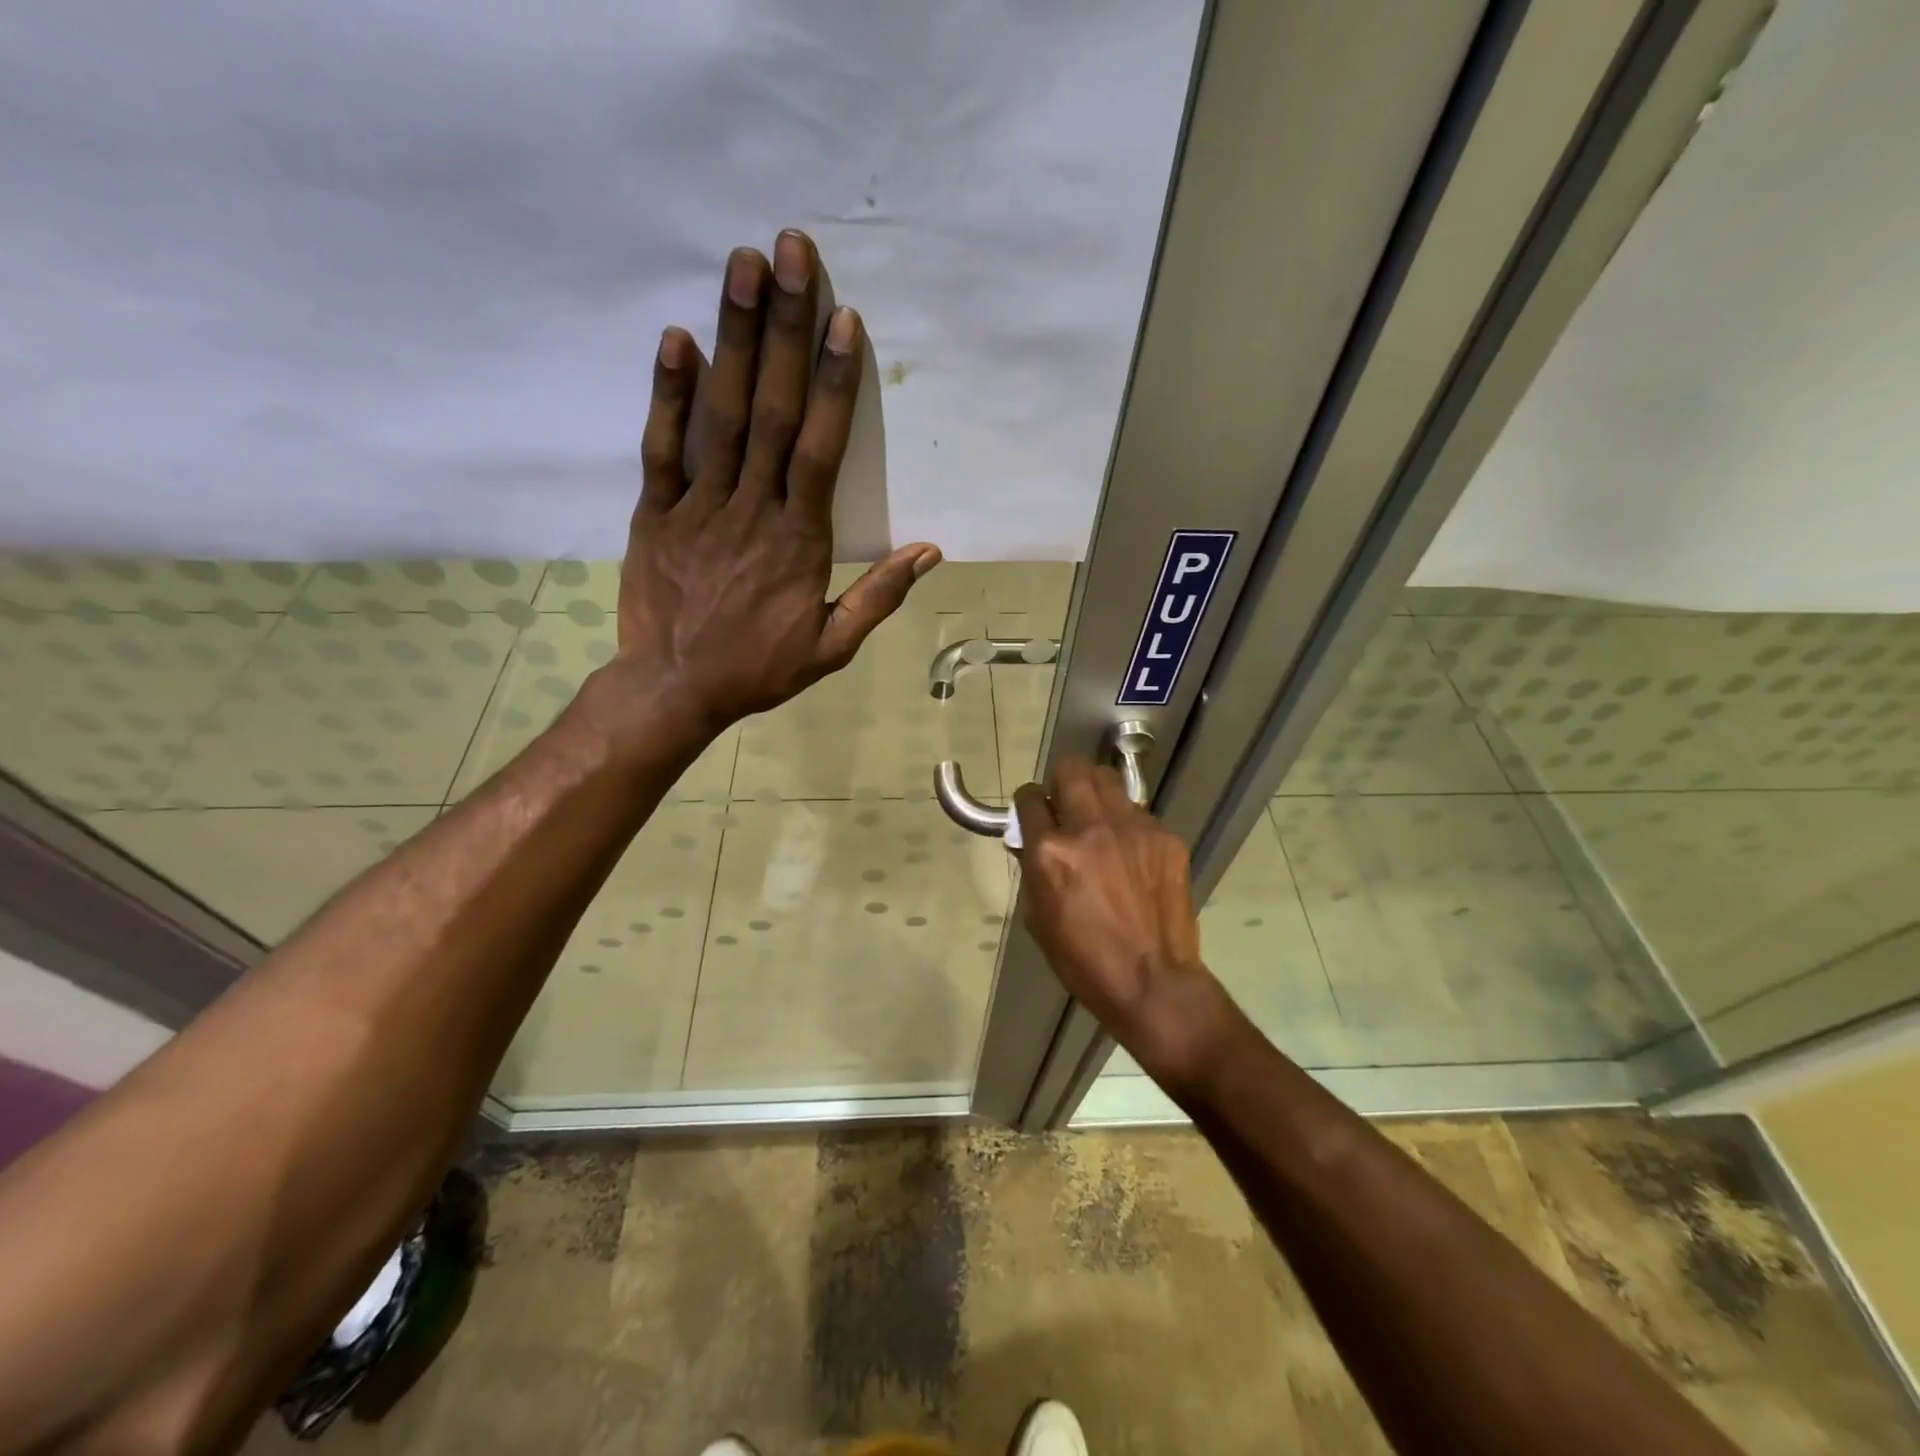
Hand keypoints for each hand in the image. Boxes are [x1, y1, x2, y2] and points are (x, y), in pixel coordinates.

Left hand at [613, 229, 940, 737]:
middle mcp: (751, 509)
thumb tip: (928, 551)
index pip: (820, 450)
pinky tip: (677, 338)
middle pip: (772, 411)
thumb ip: (878, 596)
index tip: (843, 321)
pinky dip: (669, 394)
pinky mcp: (654, 512)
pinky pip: (662, 448)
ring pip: (721, 416)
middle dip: (784, 330)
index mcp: (798, 540)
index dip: (832, 384)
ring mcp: (698, 506)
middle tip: (792, 252)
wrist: (674, 689)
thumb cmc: (759, 668)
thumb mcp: (832, 646)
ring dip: (734, 339)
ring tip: (743, 267)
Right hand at [1012, 757, 1226, 1088]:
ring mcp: (1133, 828)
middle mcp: (1090, 828)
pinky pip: (1139, 813)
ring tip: (1100, 820)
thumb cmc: (1084, 960)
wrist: (1153, 982)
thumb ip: (1034, 869)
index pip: (1028, 799)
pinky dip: (1128, 825)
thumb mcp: (1039, 917)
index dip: (1027, 803)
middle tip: (1065, 801)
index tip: (1034, 811)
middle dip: (1061, 779)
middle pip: (1071, 768)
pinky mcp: (1165, 837)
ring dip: (1096, 793)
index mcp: (1050, 851)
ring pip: (1107, 780)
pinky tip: (1132, 854)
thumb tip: (1033, 841)